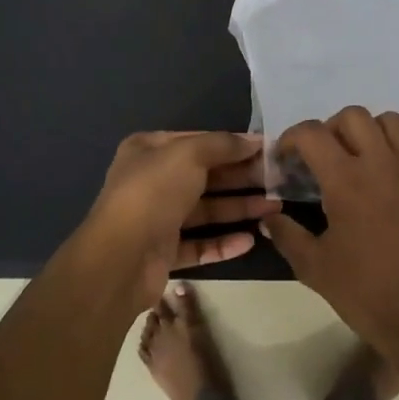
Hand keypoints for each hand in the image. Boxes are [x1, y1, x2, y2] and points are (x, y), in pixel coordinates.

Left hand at [77, 131, 279, 304]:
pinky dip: (223, 242)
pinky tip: (250, 241)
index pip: (198, 141)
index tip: (268, 150)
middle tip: (278, 181)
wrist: (120, 259)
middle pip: (205, 176)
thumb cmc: (153, 193)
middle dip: (242, 178)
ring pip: (206, 210)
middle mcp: (151, 181)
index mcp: (148, 151)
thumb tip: (254, 140)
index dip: (233, 144)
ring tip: (275, 208)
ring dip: (239, 209)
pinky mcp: (164, 252)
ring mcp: (157, 219)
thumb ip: (223, 144)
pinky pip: (199, 244)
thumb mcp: (189, 154)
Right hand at [260, 107, 398, 355]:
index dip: (291, 138)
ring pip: (392, 122)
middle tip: (324, 157)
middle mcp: (381, 164)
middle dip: (331, 128)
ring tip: (362, 159)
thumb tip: (268, 217)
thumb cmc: (362, 291)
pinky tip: (397, 177)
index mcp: (346, 180)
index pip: (312, 133)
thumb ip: (286, 234)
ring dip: (371, 132)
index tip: (287, 159)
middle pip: (354, 116)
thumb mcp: (312, 266)